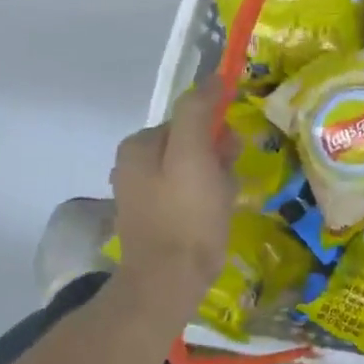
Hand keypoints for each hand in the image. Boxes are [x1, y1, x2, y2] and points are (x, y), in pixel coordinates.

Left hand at [109, 79, 236, 322]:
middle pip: (191, 145)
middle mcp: (132, 165)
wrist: (167, 284)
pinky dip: (206, 202)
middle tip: (226, 185)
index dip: (216, 133)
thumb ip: (199, 111)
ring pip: (194, 171)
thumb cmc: (186, 216)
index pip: (189, 120)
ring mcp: (141, 195)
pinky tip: (214, 220)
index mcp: (137, 145)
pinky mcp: (154, 220)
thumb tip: (213, 78)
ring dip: (216, 182)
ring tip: (223, 205)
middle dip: (216, 160)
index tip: (230, 154)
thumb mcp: (195, 155)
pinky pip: (189, 196)